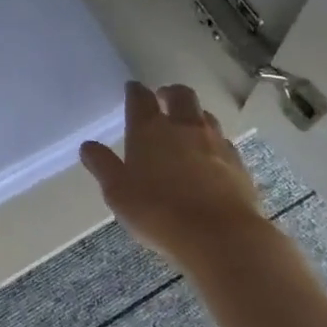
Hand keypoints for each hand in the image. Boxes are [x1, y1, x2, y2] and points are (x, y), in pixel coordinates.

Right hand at [80, 82, 264, 272]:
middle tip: (163, 99)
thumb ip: (103, 166)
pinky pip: (224, 142)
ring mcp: (215, 142)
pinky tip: (211, 158)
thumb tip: (88, 146)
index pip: (140, 97)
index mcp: (149, 129)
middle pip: (180, 95)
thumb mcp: (118, 193)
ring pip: (205, 115)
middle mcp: (183, 126)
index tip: (132, 89)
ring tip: (187, 127)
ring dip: (194, 115)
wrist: (220, 236)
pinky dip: (214, 143)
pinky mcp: (238, 163)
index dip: (135, 91)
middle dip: (170, 93)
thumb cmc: (158, 212)